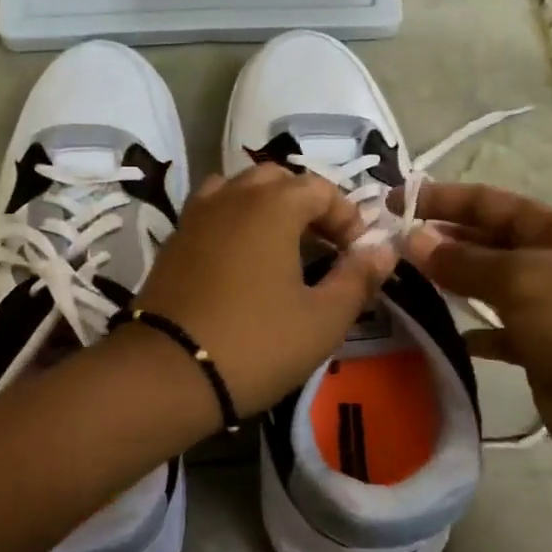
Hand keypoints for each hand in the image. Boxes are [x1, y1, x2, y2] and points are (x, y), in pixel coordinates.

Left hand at [131, 164, 396, 414]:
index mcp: (273, 205)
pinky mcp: (173, 239)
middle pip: (278, 180)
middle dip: (307, 205)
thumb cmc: (256, 343)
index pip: (320, 189)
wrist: (168, 372)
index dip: (346, 216)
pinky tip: (241, 260)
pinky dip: (234, 221)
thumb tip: (383, 249)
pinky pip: (212, 212)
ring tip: (282, 247)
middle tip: (323, 245)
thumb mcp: (322, 320)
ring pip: (240, 190)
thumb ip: (358, 279)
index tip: (357, 254)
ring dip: (267, 208)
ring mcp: (196, 215)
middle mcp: (232, 196)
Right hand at [402, 183, 551, 482]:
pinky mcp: (538, 352)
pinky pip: (493, 334)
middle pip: (482, 241)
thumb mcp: (524, 280)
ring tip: (395, 285)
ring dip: (445, 284)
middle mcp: (546, 262)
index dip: (439, 198)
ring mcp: (544, 309)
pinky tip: (434, 336)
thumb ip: (465, 261)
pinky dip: (467, 332)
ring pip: (483, 287)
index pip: (486, 202)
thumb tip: (413, 238)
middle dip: (436, 239)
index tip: (389, 201)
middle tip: (381, 248)